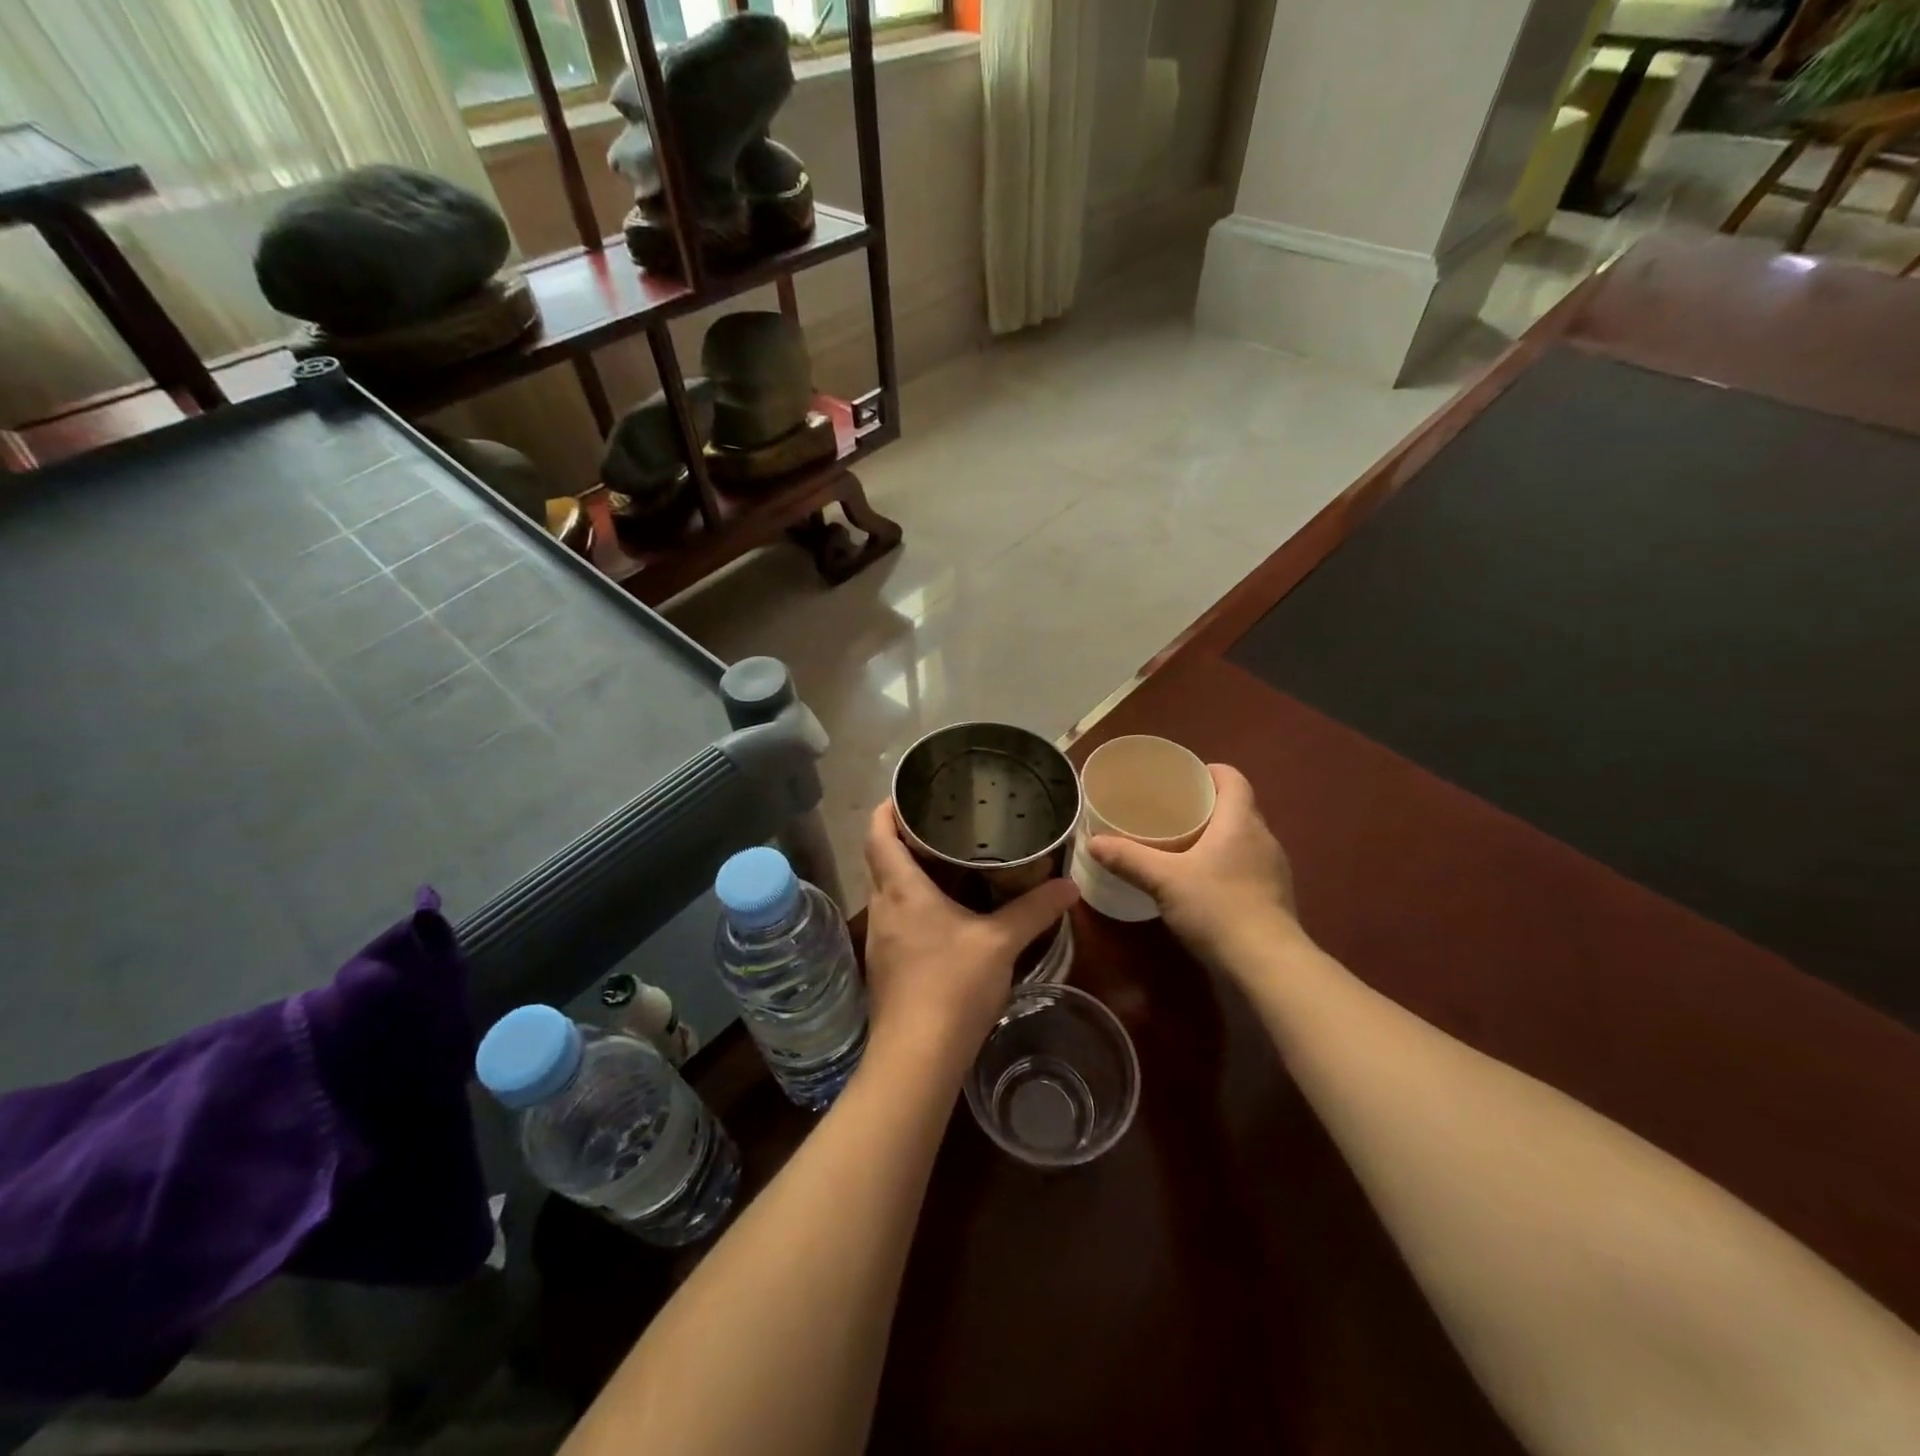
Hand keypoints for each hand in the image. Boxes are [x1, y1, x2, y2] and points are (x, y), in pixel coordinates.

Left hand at [861, 801, 1078, 1063]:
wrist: (916, 1058)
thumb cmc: (952, 986)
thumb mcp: (1001, 943)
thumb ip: (1035, 910)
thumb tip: (1069, 886)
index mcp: (900, 889)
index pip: (878, 833)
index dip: (888, 808)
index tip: (911, 794)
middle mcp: (882, 907)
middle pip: (881, 859)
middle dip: (906, 838)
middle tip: (944, 824)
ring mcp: (879, 939)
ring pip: (889, 891)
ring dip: (910, 873)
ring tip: (949, 862)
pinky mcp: (885, 966)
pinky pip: (896, 919)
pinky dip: (914, 904)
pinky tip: (945, 915)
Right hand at [1087, 764, 1304, 973]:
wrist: (1266, 964)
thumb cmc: (1217, 907)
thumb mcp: (1164, 880)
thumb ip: (1128, 858)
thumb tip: (1093, 842)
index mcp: (1240, 821)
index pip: (1232, 778)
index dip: (1209, 772)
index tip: (1182, 779)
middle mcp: (1263, 838)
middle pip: (1237, 807)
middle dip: (1207, 806)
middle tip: (1171, 813)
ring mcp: (1273, 869)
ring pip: (1243, 838)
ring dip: (1217, 837)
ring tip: (1183, 846)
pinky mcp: (1274, 896)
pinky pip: (1247, 866)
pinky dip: (1226, 864)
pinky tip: (1203, 883)